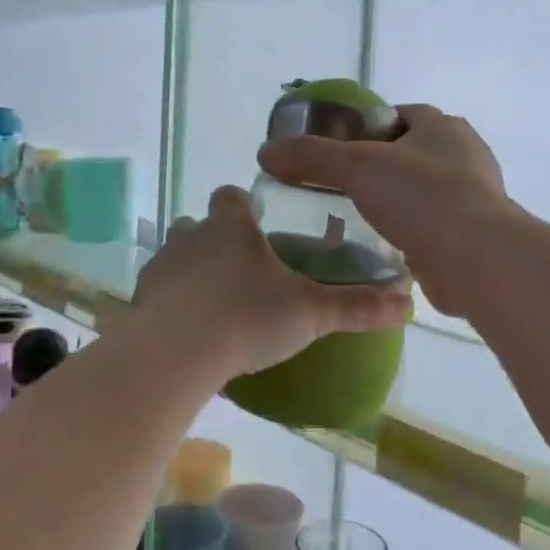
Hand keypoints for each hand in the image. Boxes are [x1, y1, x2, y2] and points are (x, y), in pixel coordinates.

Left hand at [132, 186, 410, 377]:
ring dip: (192, 271)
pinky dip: (172, 303)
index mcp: (231, 227)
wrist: (177, 353)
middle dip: (217, 239)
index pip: (232, 196)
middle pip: (199, 224)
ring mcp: (161, 267)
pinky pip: (159, 292)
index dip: (244, 205)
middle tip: (242, 270)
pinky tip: (189, 331)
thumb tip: (408, 304)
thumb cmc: (248, 317)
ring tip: (215, 303)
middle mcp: (191, 236)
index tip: (258, 223)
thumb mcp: (311, 313)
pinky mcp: (141, 300)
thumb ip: (356, 307)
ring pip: (176, 256)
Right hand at [258, 103, 508, 315]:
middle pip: (410, 154)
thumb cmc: (420, 197)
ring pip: (421, 193)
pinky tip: (379, 247)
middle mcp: (464, 156)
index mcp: (443, 127)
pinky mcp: (471, 235)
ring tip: (353, 219)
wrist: (475, 259)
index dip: (368, 127)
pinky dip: (408, 234)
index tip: (338, 147)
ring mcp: (472, 198)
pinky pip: (430, 227)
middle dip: (378, 168)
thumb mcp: (357, 166)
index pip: (401, 115)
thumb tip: (266, 152)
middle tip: (339, 187)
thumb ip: (311, 157)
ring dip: (394, 203)